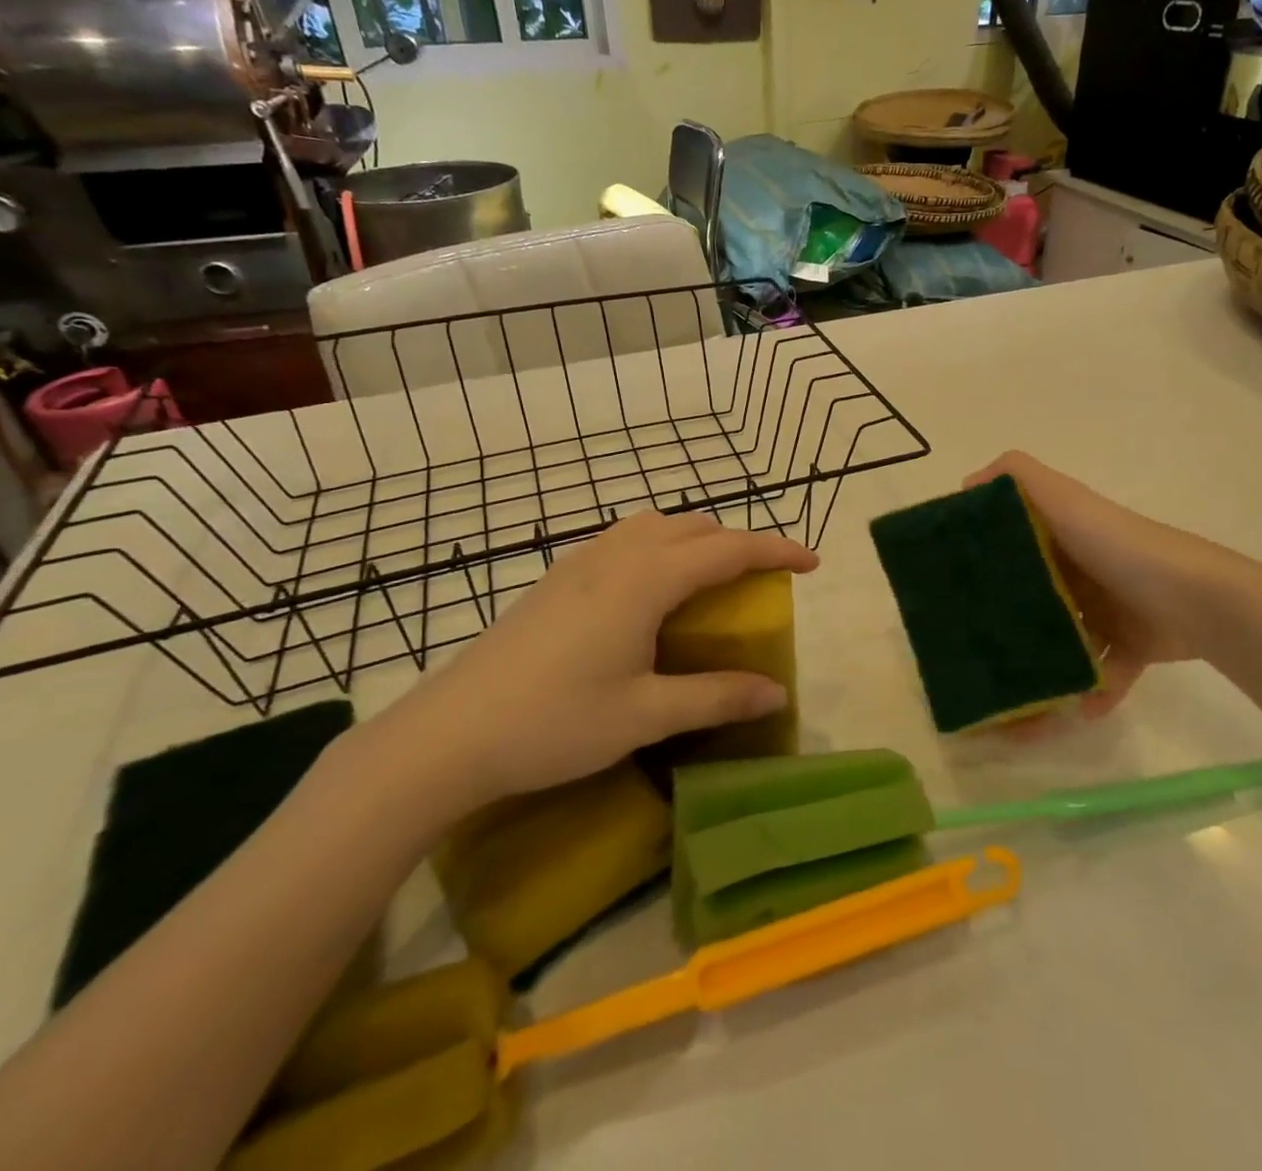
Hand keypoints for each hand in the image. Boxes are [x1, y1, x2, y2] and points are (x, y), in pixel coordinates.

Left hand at [374, 510, 817, 810]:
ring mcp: (580, 563)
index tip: (811, 561)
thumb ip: (715, 696)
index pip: (728, 549)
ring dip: (694, 539)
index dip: (776, 550)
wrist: (450, 734)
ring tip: (709, 578)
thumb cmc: (554, 722)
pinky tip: (648, 593)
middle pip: (692, 527)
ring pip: (653, 526)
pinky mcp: (556, 579)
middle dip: (736, 542)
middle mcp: (617, 555)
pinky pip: (623, 541)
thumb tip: (775, 692)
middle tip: (761, 578)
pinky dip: (657, 548)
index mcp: (646, 579)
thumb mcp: (645, 715)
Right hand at [965, 453, 1261, 732]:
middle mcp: (1082, 569)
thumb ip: (1021, 478)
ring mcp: (1108, 609)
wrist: (1201, 601)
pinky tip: (1074, 710)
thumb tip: (967, 484)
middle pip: (1032, 596)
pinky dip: (1089, 692)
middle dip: (1004, 624)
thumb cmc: (1121, 549)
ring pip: (1062, 642)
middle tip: (971, 651)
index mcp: (1064, 533)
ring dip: (1042, 670)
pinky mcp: (1131, 645)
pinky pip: (1100, 673)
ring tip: (1015, 702)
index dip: (982, 558)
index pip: (1012, 541)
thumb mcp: (1068, 501)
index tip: (948, 585)